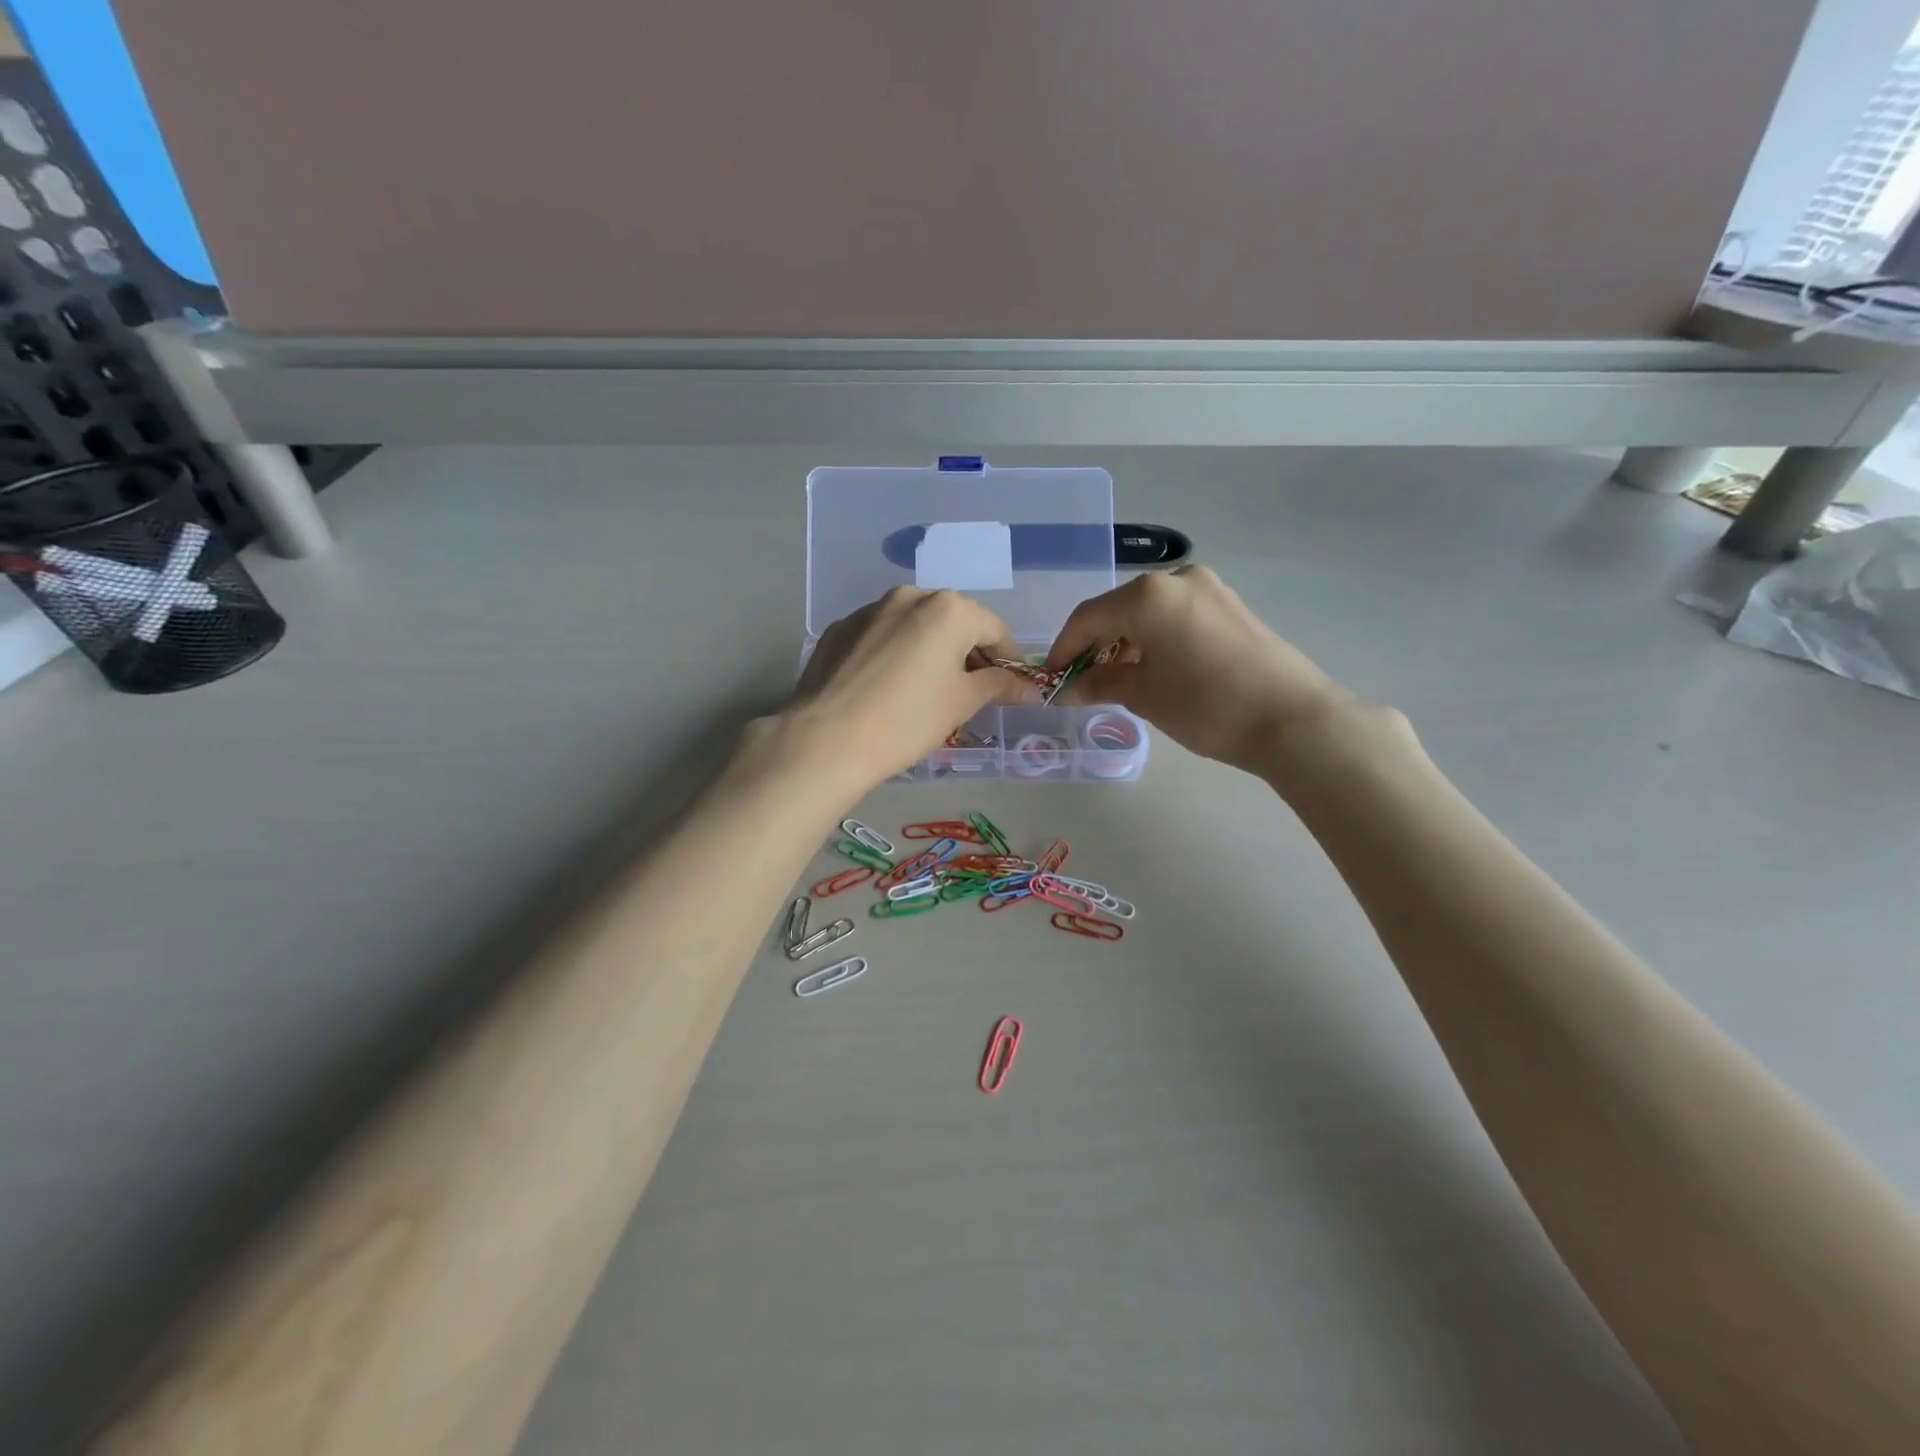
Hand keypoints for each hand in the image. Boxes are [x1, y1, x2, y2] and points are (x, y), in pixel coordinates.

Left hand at [777, 587, 1034, 792]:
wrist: (826, 739)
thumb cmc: (907, 720)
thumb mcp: (961, 703)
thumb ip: (998, 686)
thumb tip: (1028, 687)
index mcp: (947, 608)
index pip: (994, 628)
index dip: (1008, 658)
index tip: (1010, 685)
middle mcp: (908, 596)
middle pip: (953, 621)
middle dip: (966, 651)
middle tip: (969, 689)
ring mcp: (868, 610)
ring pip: (913, 626)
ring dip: (928, 649)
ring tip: (925, 688)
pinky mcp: (838, 630)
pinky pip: (880, 637)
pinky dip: (893, 654)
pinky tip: (886, 688)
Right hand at [1047, 565, 1355, 777]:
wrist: (1292, 719)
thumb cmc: (1206, 706)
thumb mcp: (1144, 696)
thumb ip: (1100, 683)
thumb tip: (1067, 688)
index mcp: (1147, 596)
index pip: (1087, 618)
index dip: (1063, 648)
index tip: (1052, 677)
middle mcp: (1176, 580)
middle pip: (1118, 609)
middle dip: (1096, 644)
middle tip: (1083, 680)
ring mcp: (1209, 589)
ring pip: (1149, 611)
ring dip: (1127, 641)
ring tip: (1119, 678)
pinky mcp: (1231, 605)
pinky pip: (1177, 615)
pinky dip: (1157, 637)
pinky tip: (1156, 667)